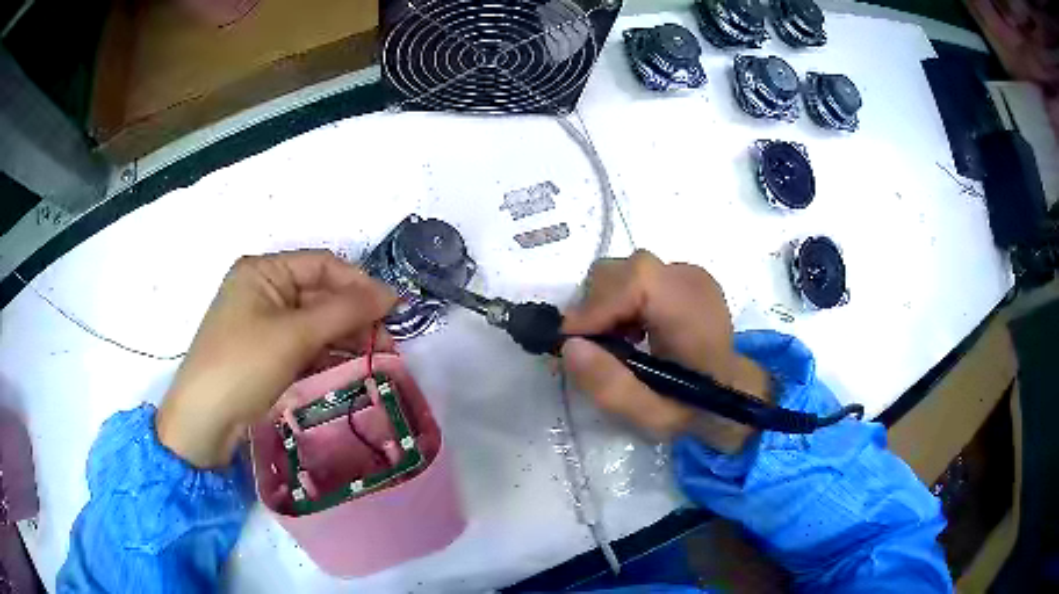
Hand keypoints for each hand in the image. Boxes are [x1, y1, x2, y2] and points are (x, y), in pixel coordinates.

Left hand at [157, 250, 396, 467]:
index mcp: (263, 270)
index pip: (322, 265)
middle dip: (354, 314)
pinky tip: (350, 364)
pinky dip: (327, 351)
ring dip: (344, 335)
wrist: (205, 420)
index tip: (393, 308)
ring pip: (314, 321)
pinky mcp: (266, 352)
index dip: (359, 283)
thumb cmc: (244, 364)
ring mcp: (263, 322)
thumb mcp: (294, 334)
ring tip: (376, 355)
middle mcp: (263, 289)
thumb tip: (391, 294)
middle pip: (319, 293)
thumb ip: (344, 311)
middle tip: (387, 340)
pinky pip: (304, 343)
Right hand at [561, 250, 769, 452]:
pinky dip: (620, 302)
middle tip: (596, 351)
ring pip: (623, 272)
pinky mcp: (680, 274)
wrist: (733, 392)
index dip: (596, 306)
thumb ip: (611, 387)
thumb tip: (569, 346)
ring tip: (617, 344)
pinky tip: (631, 332)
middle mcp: (691, 281)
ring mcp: (687, 273)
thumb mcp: (652, 418)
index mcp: (693, 313)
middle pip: (622, 272)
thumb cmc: (694, 409)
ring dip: (606, 306)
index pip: (636, 281)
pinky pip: (634, 277)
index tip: (571, 342)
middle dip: (596, 309)